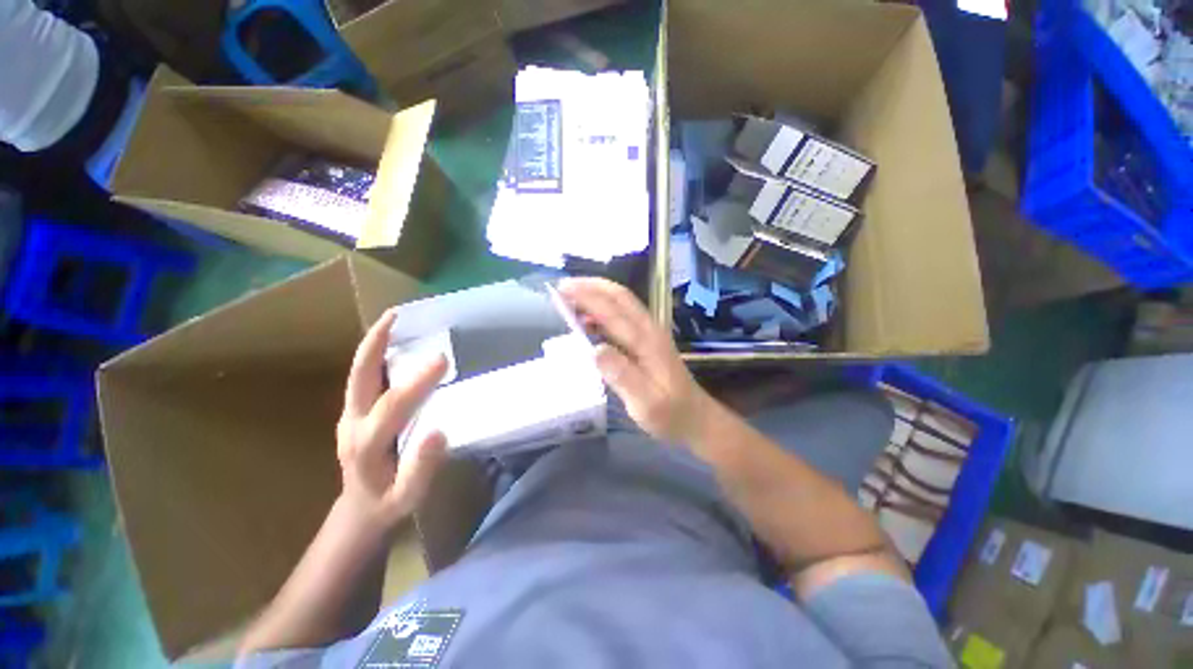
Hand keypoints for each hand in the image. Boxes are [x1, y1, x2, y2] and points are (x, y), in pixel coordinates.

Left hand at [336, 309, 447, 530]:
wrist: (358, 510)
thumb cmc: (388, 503)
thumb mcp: (408, 497)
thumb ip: (422, 468)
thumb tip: (439, 431)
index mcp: (367, 446)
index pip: (390, 408)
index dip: (415, 384)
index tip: (441, 360)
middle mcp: (352, 424)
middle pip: (359, 377)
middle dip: (375, 344)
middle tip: (394, 316)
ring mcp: (349, 416)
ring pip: (358, 373)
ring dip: (374, 344)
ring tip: (393, 319)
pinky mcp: (353, 412)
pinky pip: (364, 378)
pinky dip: (375, 355)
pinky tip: (392, 343)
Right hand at [559, 277, 713, 444]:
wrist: (696, 418)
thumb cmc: (669, 414)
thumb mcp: (646, 404)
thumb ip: (622, 376)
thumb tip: (595, 349)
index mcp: (647, 342)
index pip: (613, 311)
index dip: (587, 297)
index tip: (561, 289)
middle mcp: (649, 330)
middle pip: (620, 296)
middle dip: (591, 286)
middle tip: (563, 286)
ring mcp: (650, 333)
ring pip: (622, 303)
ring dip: (596, 295)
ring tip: (569, 299)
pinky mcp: (647, 339)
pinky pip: (623, 316)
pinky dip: (602, 310)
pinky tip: (588, 321)